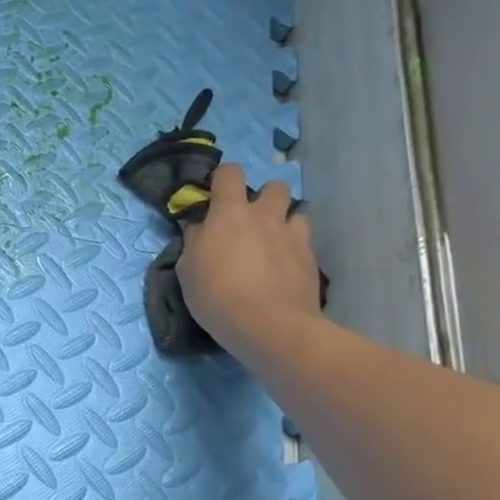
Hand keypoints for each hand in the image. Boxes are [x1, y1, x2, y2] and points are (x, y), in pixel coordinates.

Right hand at [177, 165, 320, 353]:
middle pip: (275, 186)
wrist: (269, 326)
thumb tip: (200, 228)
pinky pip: (305, 243)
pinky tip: (286, 269)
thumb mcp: (187, 269)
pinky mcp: (311, 260)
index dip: (223, 179)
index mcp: (230, 214)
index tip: (216, 197)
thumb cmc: (217, 295)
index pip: (230, 173)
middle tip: (252, 220)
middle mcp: (265, 217)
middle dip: (265, 197)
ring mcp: (293, 237)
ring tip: (275, 242)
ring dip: (286, 221)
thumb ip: (195, 241)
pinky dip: (296, 249)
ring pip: (299, 212)